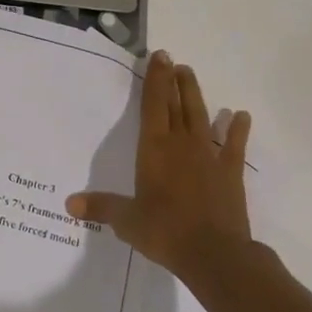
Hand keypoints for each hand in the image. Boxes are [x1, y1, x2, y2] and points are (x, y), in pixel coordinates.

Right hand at [67, 51, 254, 287]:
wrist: (215, 254)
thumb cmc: (165, 231)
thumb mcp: (126, 220)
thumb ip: (101, 207)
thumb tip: (69, 204)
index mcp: (154, 149)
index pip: (153, 106)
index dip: (155, 80)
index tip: (159, 56)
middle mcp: (181, 145)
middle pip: (177, 105)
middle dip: (173, 80)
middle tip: (172, 59)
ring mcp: (209, 157)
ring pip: (201, 117)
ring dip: (195, 95)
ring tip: (190, 75)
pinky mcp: (230, 173)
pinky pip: (234, 146)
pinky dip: (238, 130)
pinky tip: (241, 116)